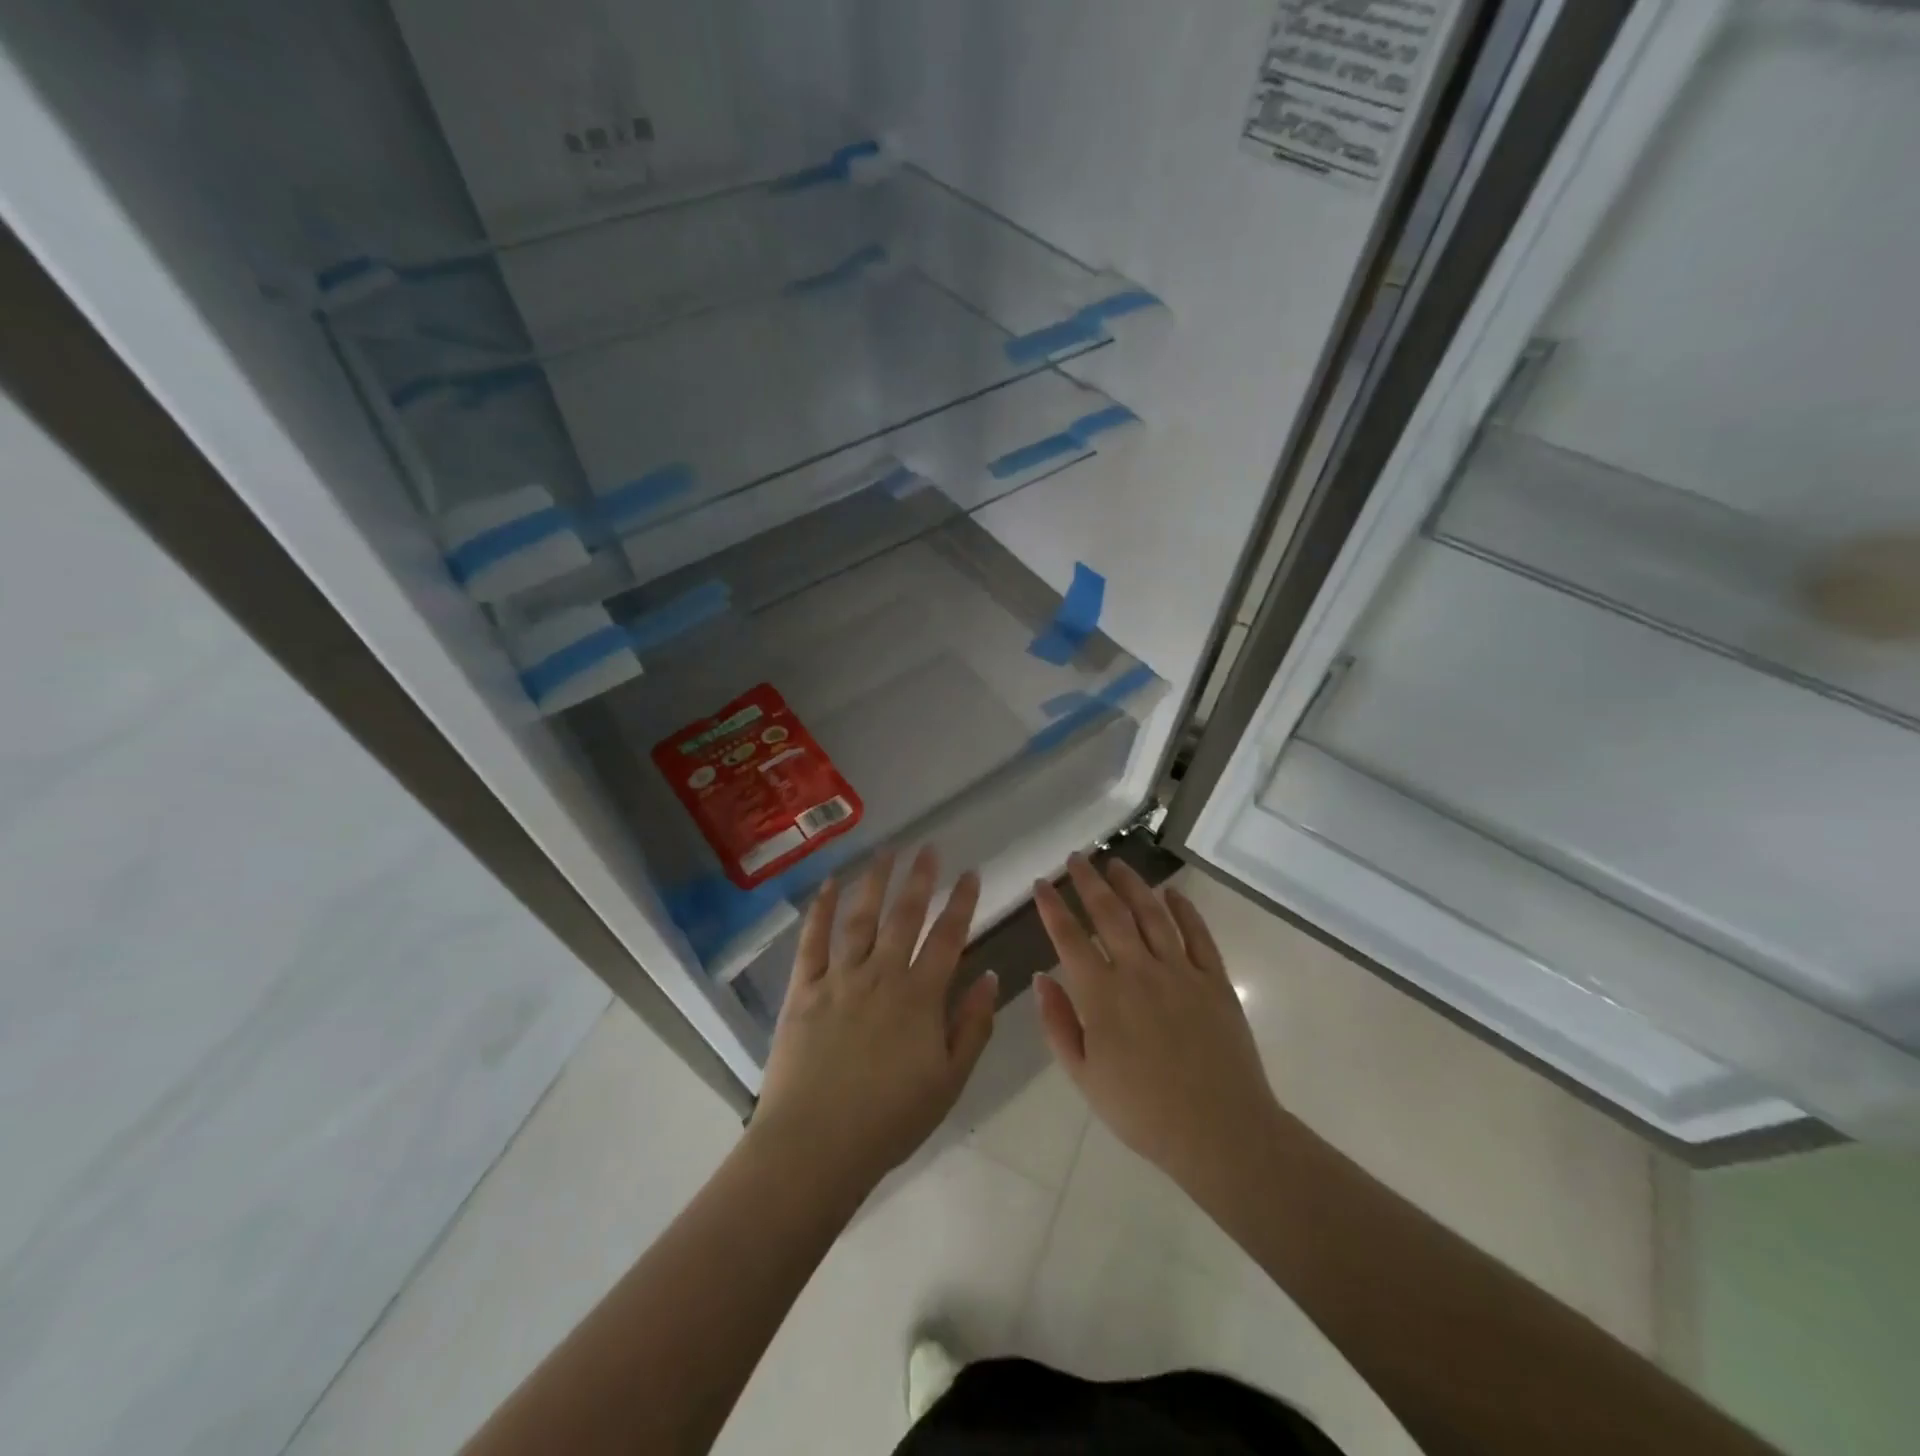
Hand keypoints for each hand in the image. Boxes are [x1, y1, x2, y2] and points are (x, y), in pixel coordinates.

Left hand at [752, 848, 997, 1192]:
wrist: (815, 1145)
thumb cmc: (890, 1120)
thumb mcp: (949, 1081)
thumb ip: (973, 1026)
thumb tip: (992, 977)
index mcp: (920, 996)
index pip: (948, 937)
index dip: (962, 902)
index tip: (971, 873)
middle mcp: (881, 975)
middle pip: (905, 916)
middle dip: (920, 879)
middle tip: (929, 848)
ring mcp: (839, 978)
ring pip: (861, 917)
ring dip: (876, 881)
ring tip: (887, 852)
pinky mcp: (803, 989)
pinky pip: (812, 940)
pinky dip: (822, 909)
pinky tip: (831, 883)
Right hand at [1032, 855, 1283, 1197]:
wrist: (1219, 1131)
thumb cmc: (1142, 1111)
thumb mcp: (1084, 1077)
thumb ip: (1058, 1024)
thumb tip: (1041, 978)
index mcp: (1102, 995)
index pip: (1069, 937)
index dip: (1052, 907)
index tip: (1041, 884)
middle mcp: (1138, 971)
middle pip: (1109, 913)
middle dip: (1088, 881)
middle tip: (1076, 858)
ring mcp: (1180, 971)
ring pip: (1152, 913)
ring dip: (1132, 884)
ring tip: (1116, 863)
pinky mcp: (1214, 980)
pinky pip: (1197, 934)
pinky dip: (1184, 909)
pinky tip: (1172, 893)